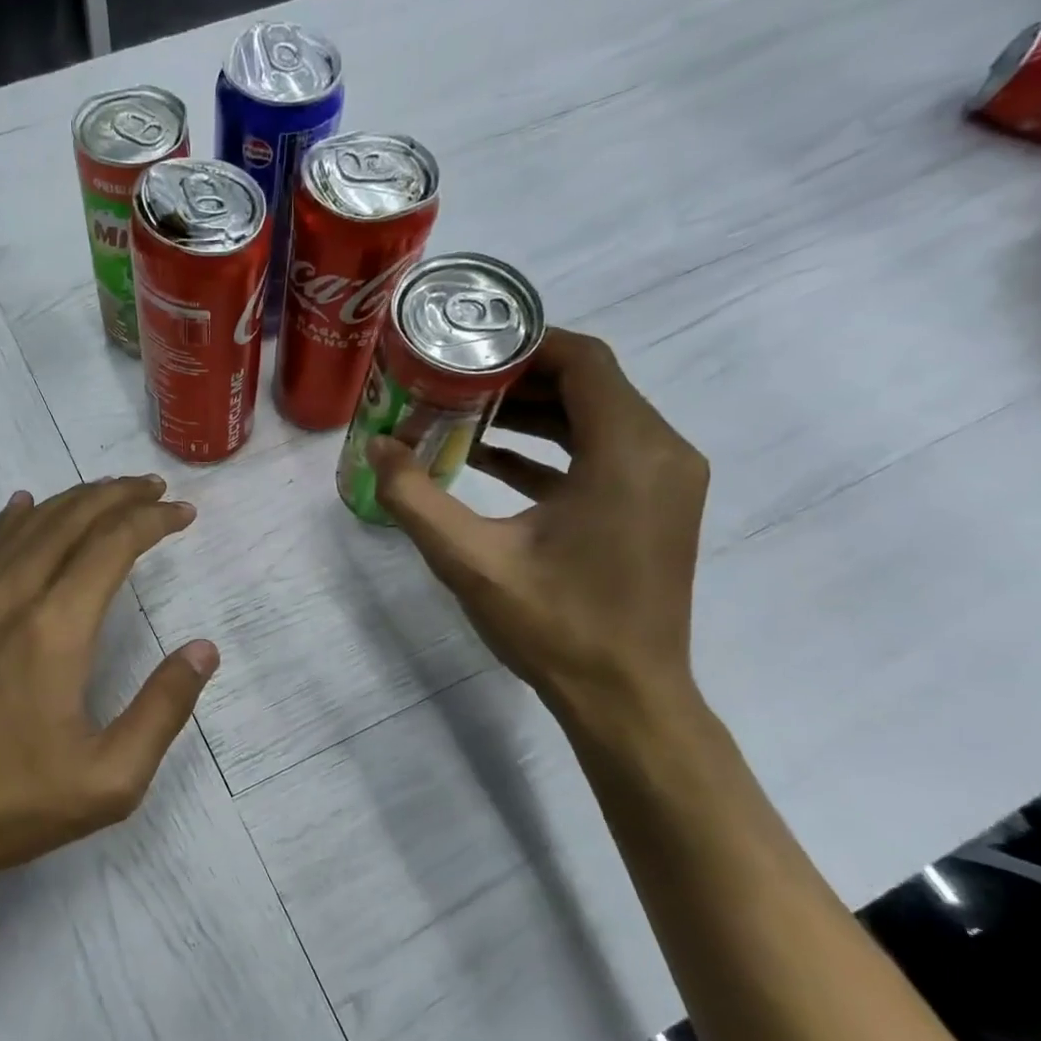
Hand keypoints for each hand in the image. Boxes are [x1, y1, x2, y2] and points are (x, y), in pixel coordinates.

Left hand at [0, 476, 217, 897]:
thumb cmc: (9, 804)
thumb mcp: (109, 779)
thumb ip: (163, 709)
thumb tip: (203, 650)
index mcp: (55, 627)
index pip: (112, 545)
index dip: (152, 520)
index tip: (182, 512)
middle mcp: (10, 597)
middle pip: (69, 520)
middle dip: (117, 495)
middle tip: (153, 487)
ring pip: (26, 527)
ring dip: (72, 502)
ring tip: (107, 493)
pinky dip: (15, 521)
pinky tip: (22, 508)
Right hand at [368, 329, 707, 714]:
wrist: (625, 697)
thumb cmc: (555, 626)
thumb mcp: (471, 561)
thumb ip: (415, 498)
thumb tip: (375, 447)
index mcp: (628, 452)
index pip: (584, 360)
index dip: (524, 344)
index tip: (467, 349)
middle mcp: (662, 452)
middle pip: (590, 384)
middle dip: (519, 378)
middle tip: (453, 383)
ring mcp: (665, 481)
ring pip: (597, 418)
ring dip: (534, 413)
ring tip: (464, 416)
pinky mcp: (656, 506)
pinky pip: (603, 453)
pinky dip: (552, 449)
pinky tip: (491, 461)